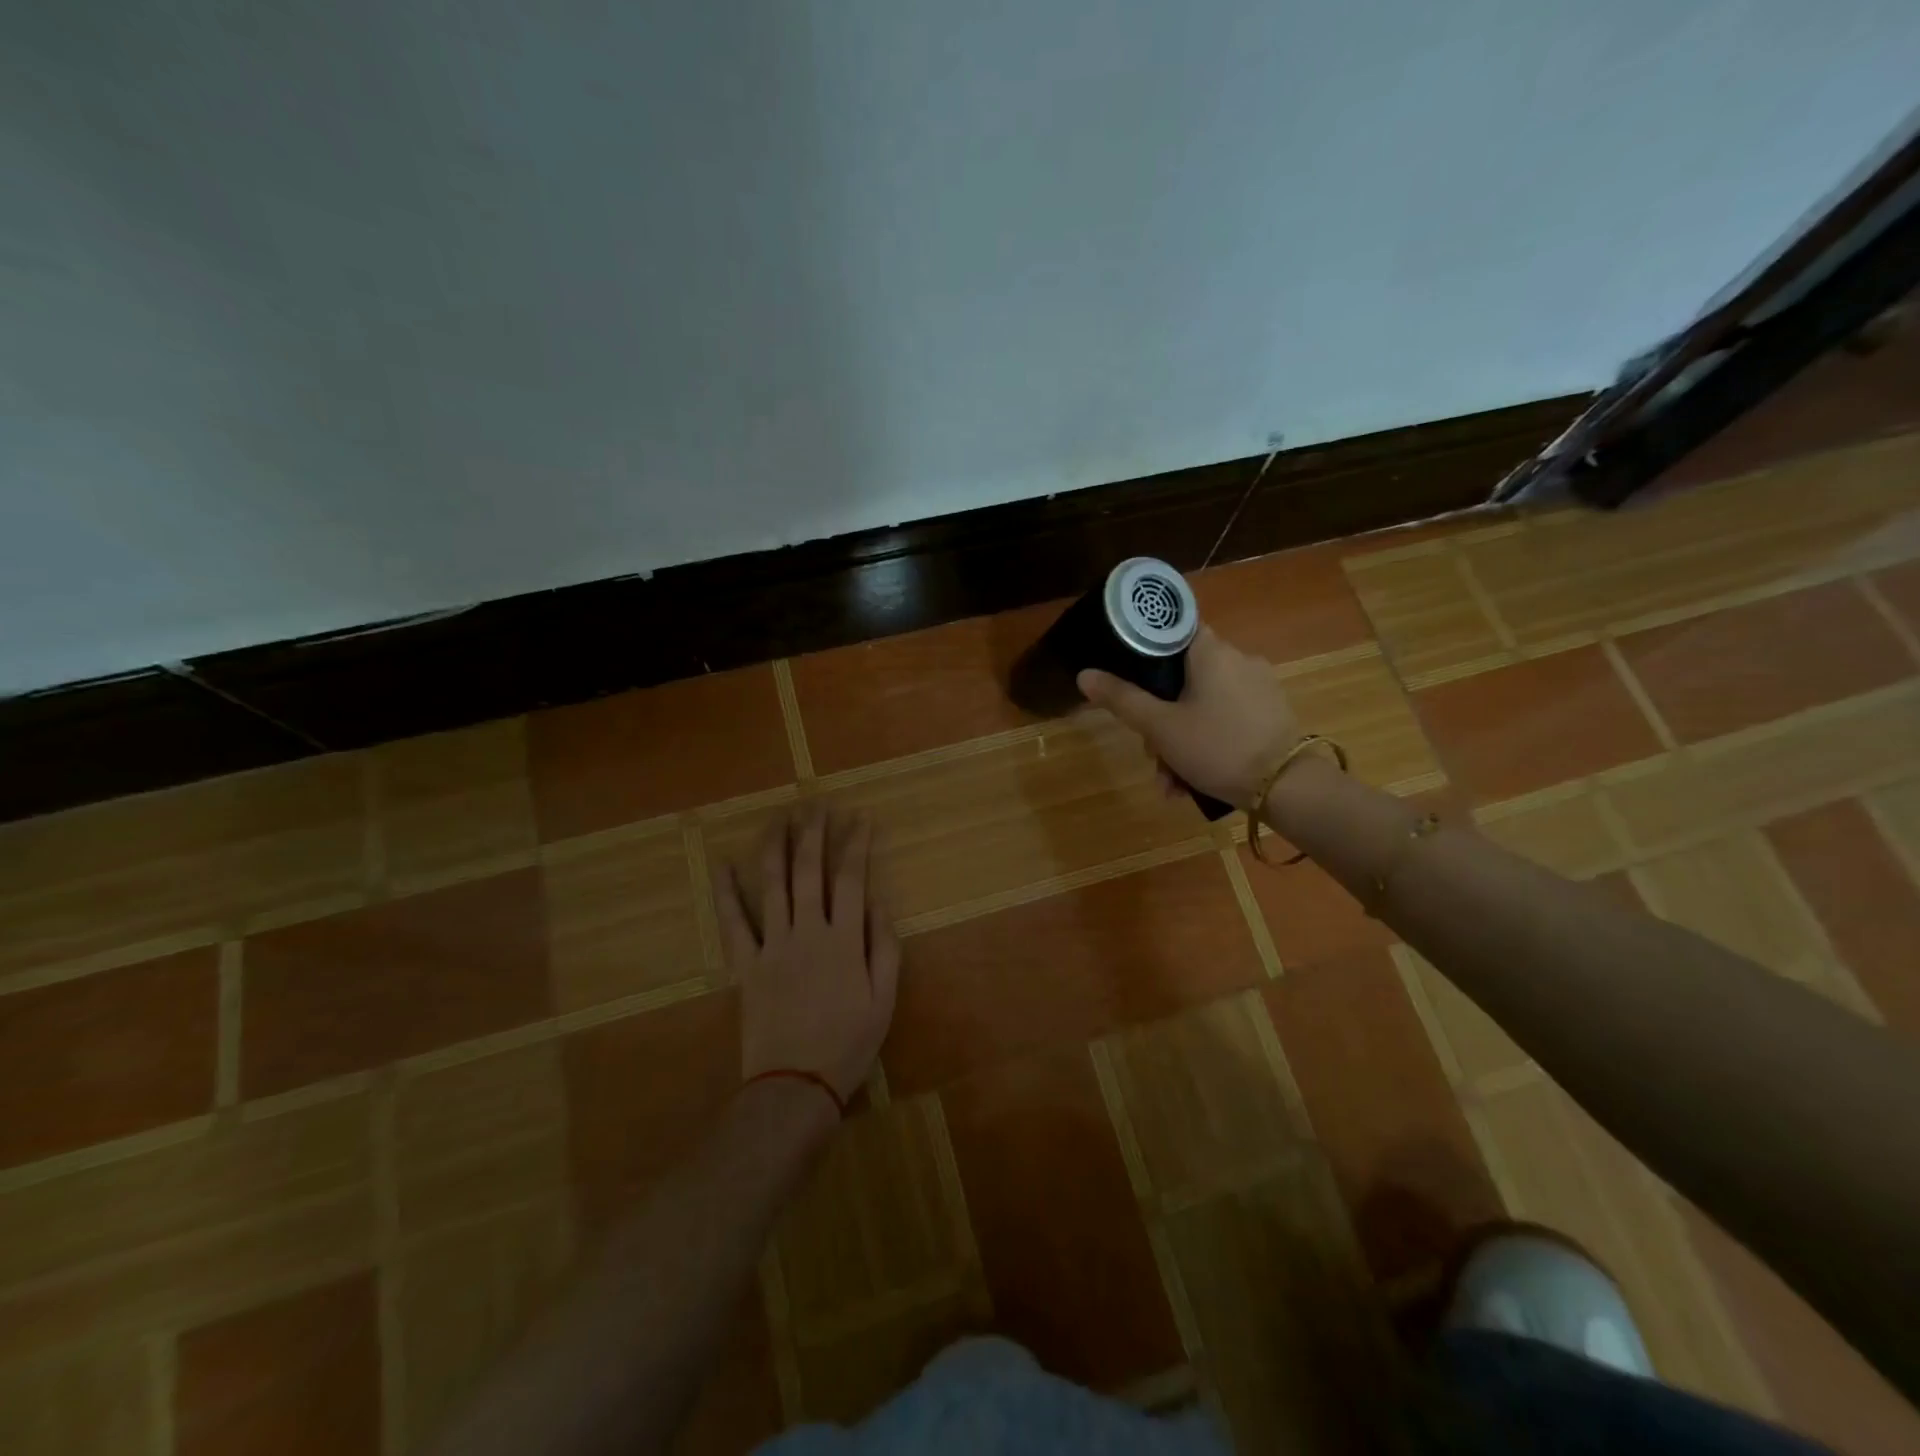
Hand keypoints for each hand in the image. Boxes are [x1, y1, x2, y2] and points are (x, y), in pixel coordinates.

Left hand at [718, 807, 900, 1104]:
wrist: (794, 1085)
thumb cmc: (848, 1044)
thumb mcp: (884, 1000)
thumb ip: (884, 947)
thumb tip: (879, 902)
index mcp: (844, 940)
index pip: (851, 879)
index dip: (856, 845)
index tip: (860, 818)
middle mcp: (807, 931)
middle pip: (810, 870)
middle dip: (814, 833)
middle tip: (817, 805)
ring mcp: (772, 945)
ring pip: (772, 885)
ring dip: (776, 847)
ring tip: (780, 817)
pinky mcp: (745, 965)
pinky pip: (733, 922)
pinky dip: (726, 892)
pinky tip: (723, 863)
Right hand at [1077, 626, 1301, 807]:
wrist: (1288, 788)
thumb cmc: (1217, 747)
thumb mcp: (1160, 727)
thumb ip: (1121, 699)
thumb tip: (1084, 674)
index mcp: (1211, 652)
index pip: (1172, 630)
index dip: (1145, 651)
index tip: (1129, 679)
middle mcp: (1238, 659)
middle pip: (1182, 678)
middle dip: (1159, 719)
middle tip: (1150, 755)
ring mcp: (1259, 687)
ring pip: (1202, 705)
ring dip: (1179, 741)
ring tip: (1170, 784)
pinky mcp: (1271, 713)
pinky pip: (1226, 719)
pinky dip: (1206, 743)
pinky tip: (1193, 781)